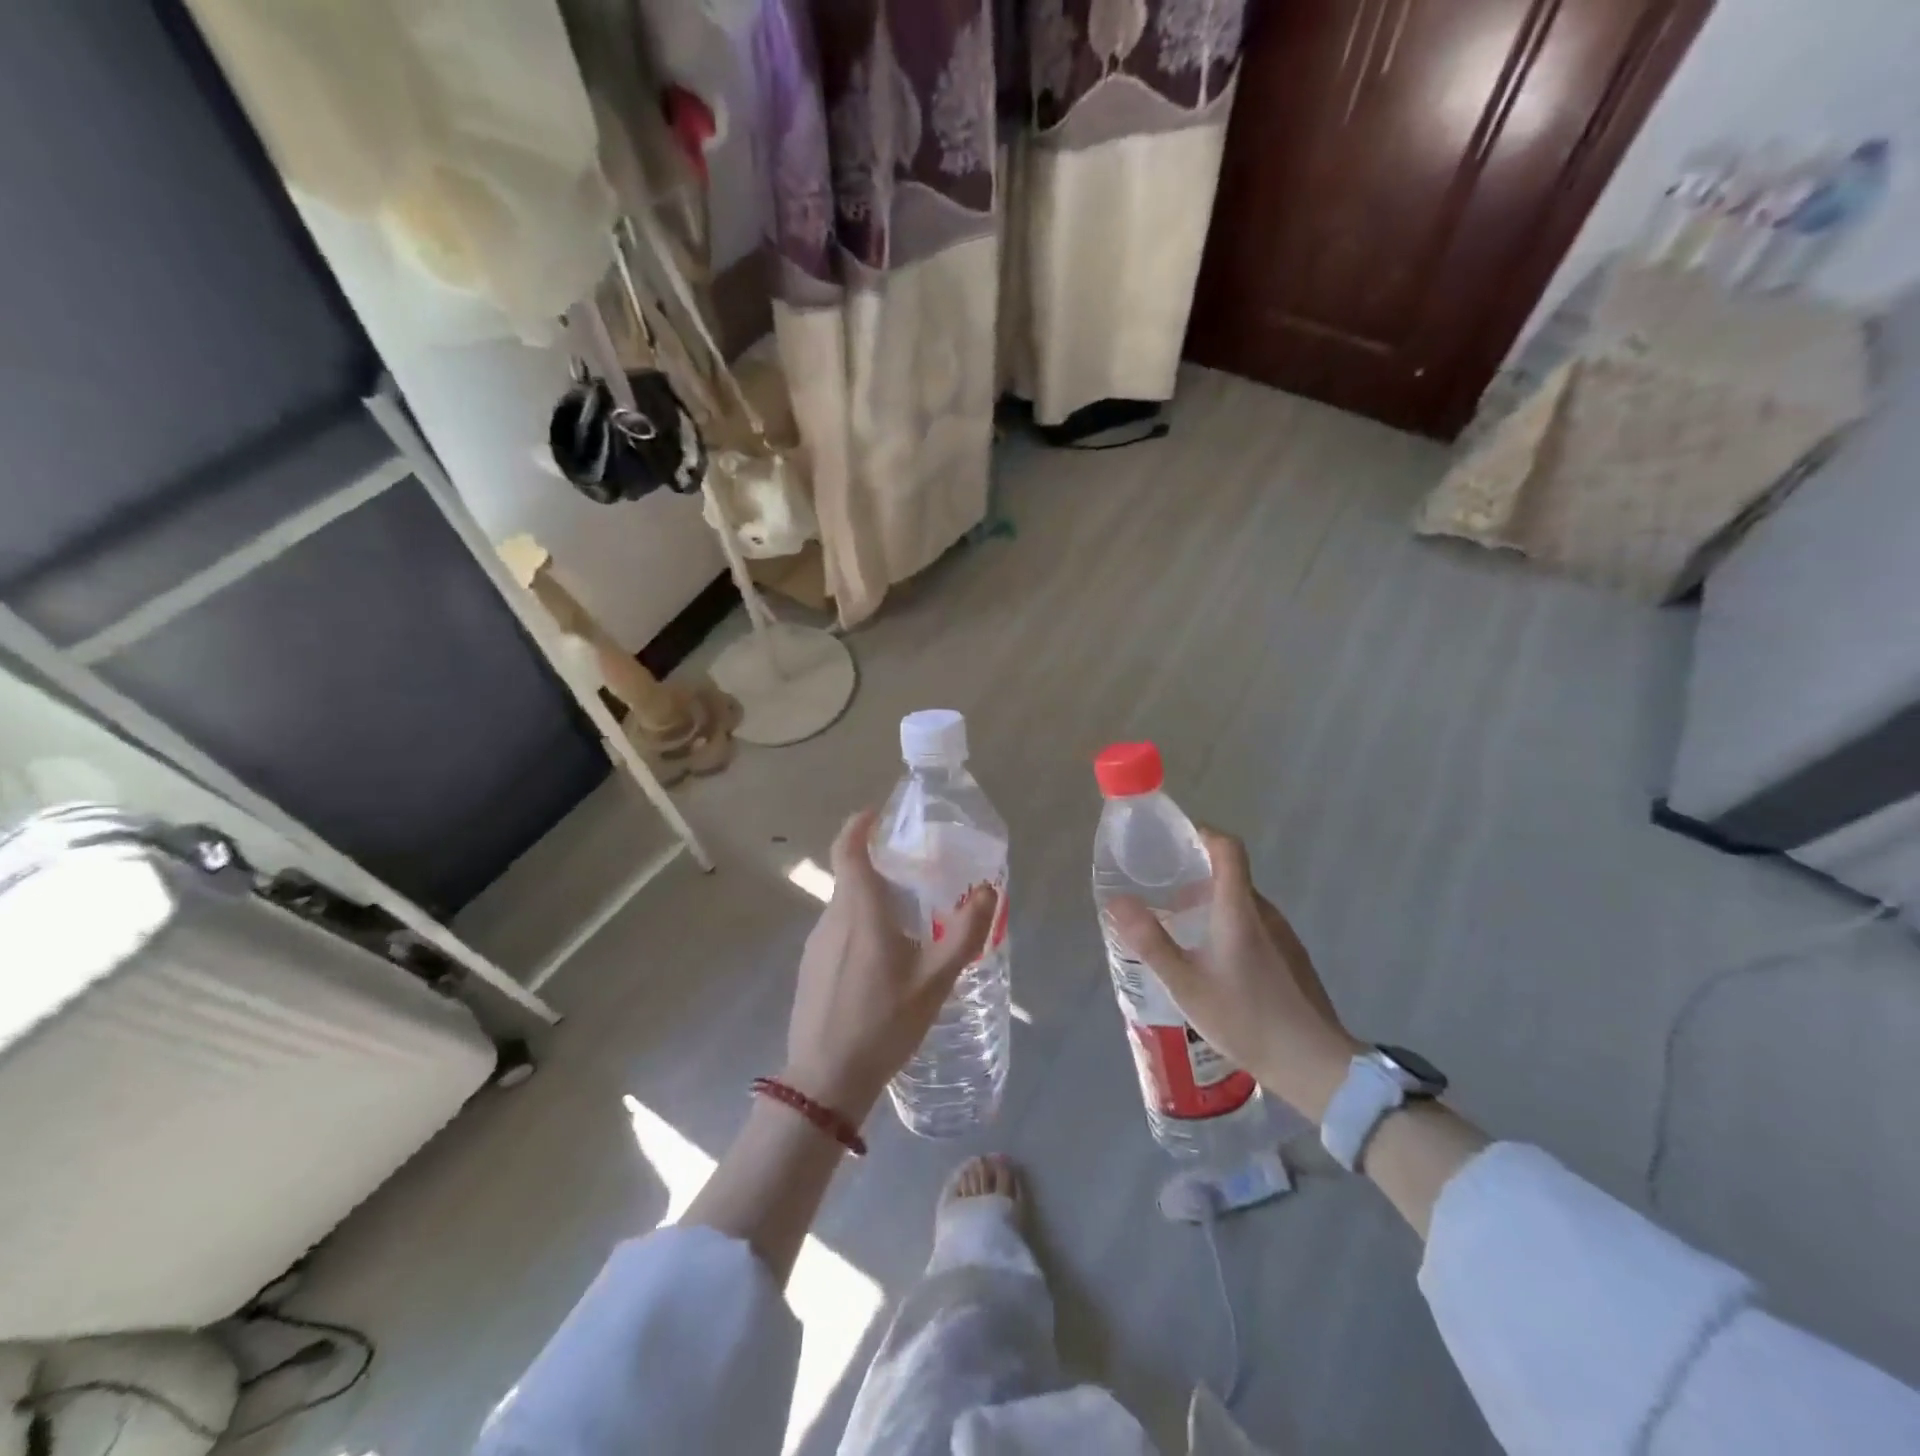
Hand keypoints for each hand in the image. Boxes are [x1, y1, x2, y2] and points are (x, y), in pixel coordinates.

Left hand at [783, 809, 998, 1122]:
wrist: (826, 1080)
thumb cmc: (884, 1023)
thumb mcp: (935, 980)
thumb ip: (964, 933)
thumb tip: (987, 891)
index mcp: (859, 911)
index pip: (848, 849)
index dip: (860, 824)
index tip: (877, 813)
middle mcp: (832, 918)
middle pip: (851, 877)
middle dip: (879, 867)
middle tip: (916, 877)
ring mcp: (815, 945)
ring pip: (845, 907)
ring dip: (872, 902)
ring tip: (907, 924)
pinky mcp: (810, 968)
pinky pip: (838, 932)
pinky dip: (860, 928)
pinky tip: (882, 963)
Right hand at [1107, 829, 1360, 1122]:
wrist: (1315, 1065)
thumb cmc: (1244, 1019)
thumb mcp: (1185, 984)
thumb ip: (1150, 941)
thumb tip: (1117, 900)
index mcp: (1239, 910)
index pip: (1228, 848)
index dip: (1203, 835)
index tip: (1174, 844)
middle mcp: (1265, 913)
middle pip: (1232, 874)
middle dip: (1197, 876)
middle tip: (1165, 897)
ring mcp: (1284, 936)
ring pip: (1243, 903)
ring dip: (1213, 904)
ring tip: (1184, 933)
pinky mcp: (1292, 958)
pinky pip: (1256, 925)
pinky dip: (1230, 926)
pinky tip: (1215, 964)